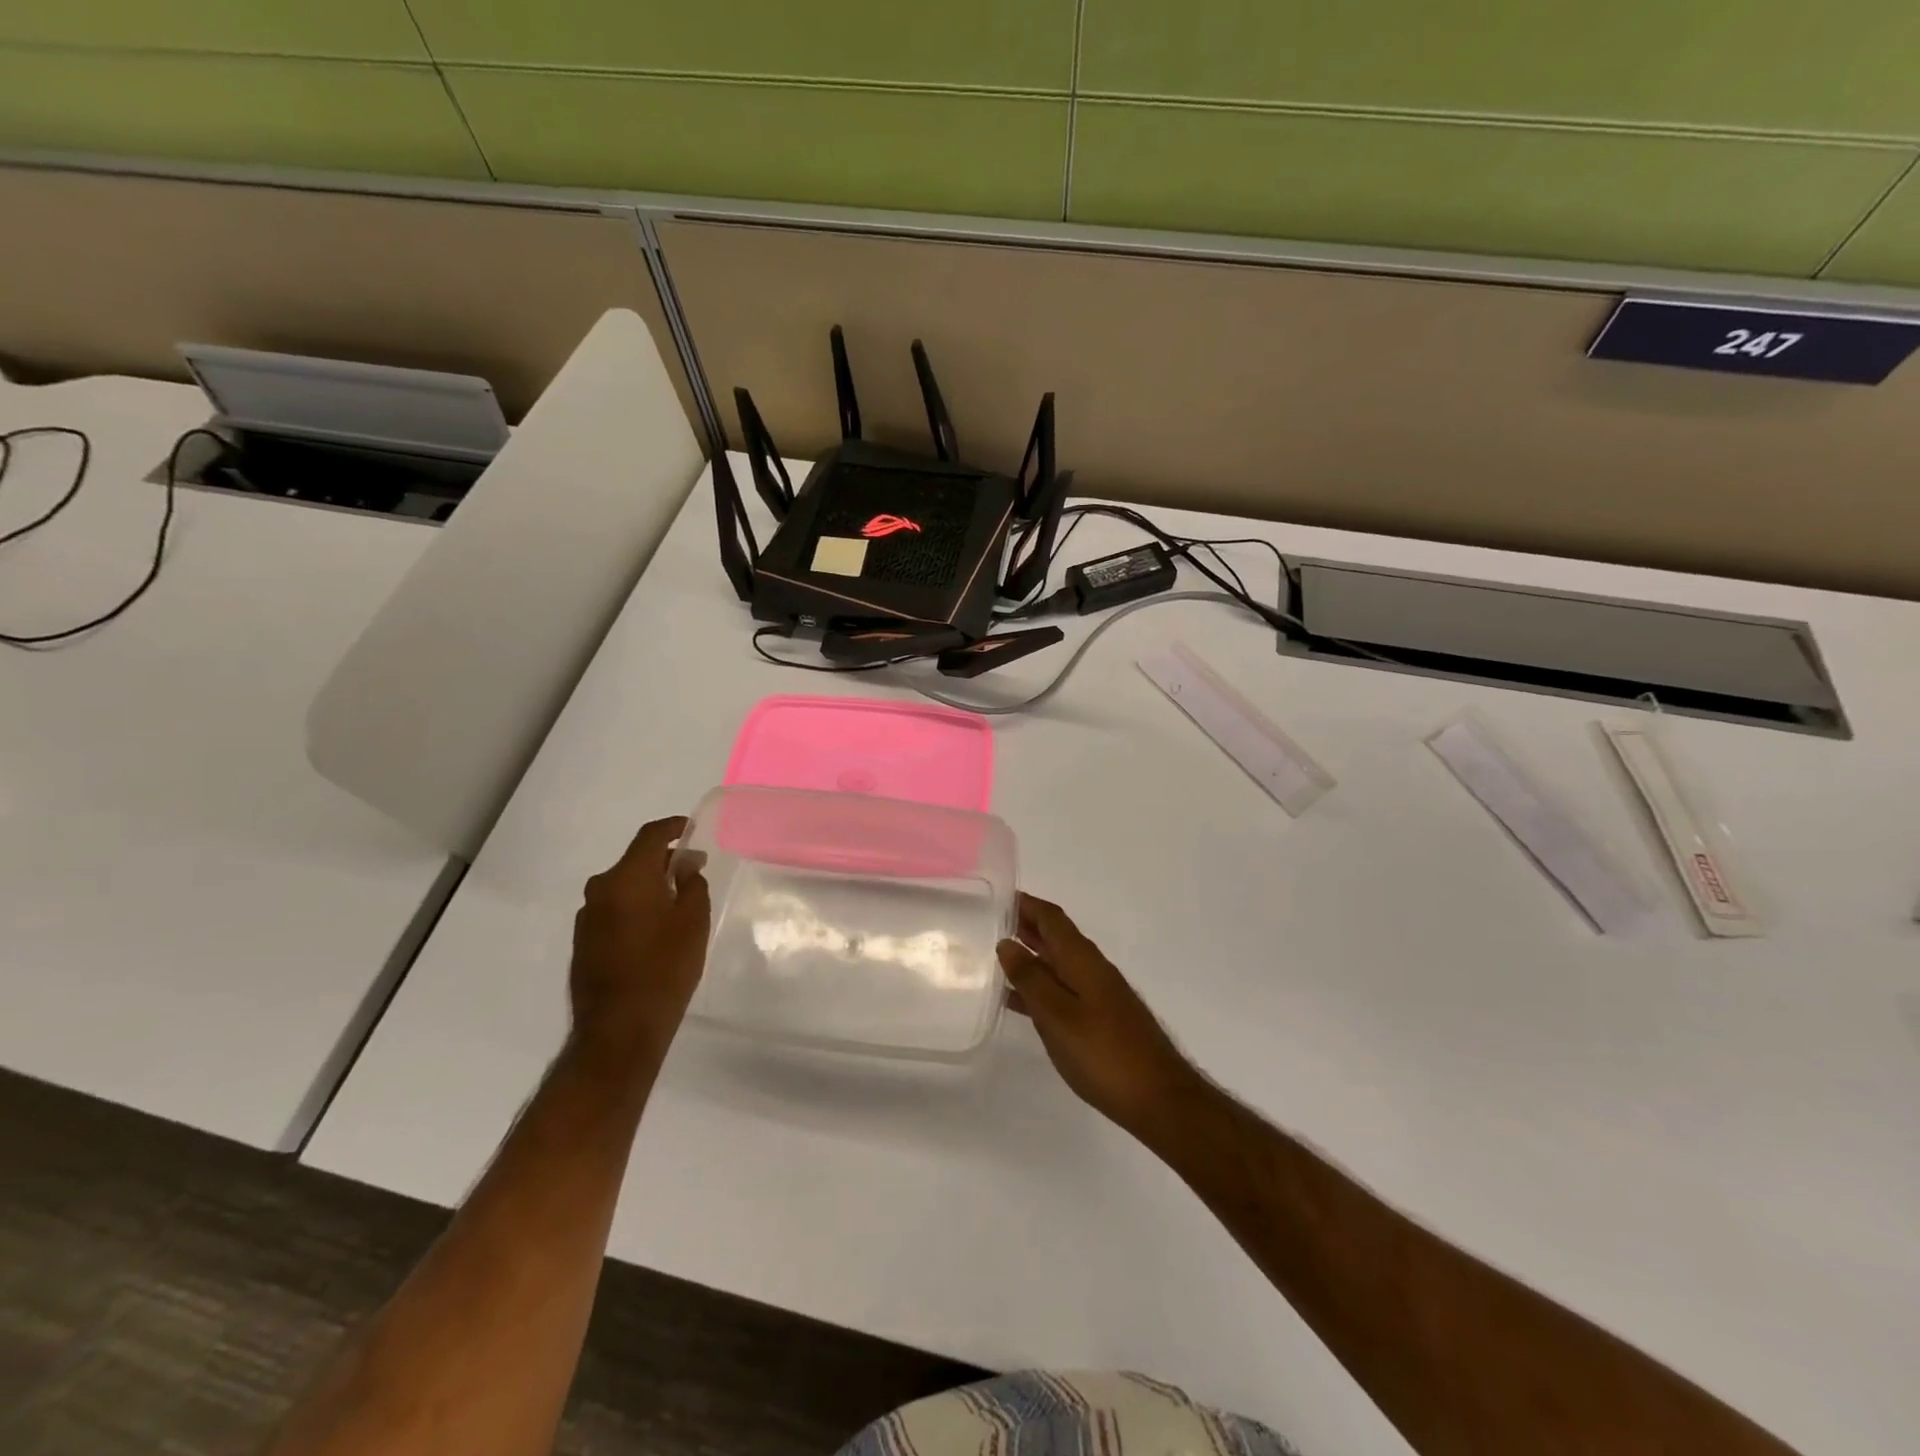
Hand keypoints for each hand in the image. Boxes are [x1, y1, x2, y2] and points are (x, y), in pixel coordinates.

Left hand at [569, 816, 711, 1070]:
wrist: (619, 1031)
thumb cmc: (664, 969)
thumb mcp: (693, 921)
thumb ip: (692, 884)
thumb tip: (685, 865)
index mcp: (626, 878)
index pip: (650, 836)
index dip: (673, 827)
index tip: (692, 828)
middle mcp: (600, 890)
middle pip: (635, 861)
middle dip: (665, 862)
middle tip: (694, 872)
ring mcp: (587, 918)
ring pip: (624, 887)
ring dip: (649, 887)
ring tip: (678, 903)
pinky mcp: (583, 942)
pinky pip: (614, 910)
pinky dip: (636, 908)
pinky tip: (656, 930)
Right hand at [997, 894, 1202, 1136]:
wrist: (1159, 1099)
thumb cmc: (1104, 1053)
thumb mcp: (1058, 1015)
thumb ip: (1031, 978)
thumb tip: (1007, 943)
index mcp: (1082, 960)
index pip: (1052, 918)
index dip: (1026, 904)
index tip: (997, 898)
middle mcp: (1092, 969)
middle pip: (1056, 937)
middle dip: (1025, 927)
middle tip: (988, 925)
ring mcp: (1099, 995)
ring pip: (1058, 964)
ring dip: (1030, 957)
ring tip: (995, 959)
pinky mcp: (1101, 1020)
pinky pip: (1063, 990)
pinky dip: (1040, 987)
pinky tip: (1019, 1002)